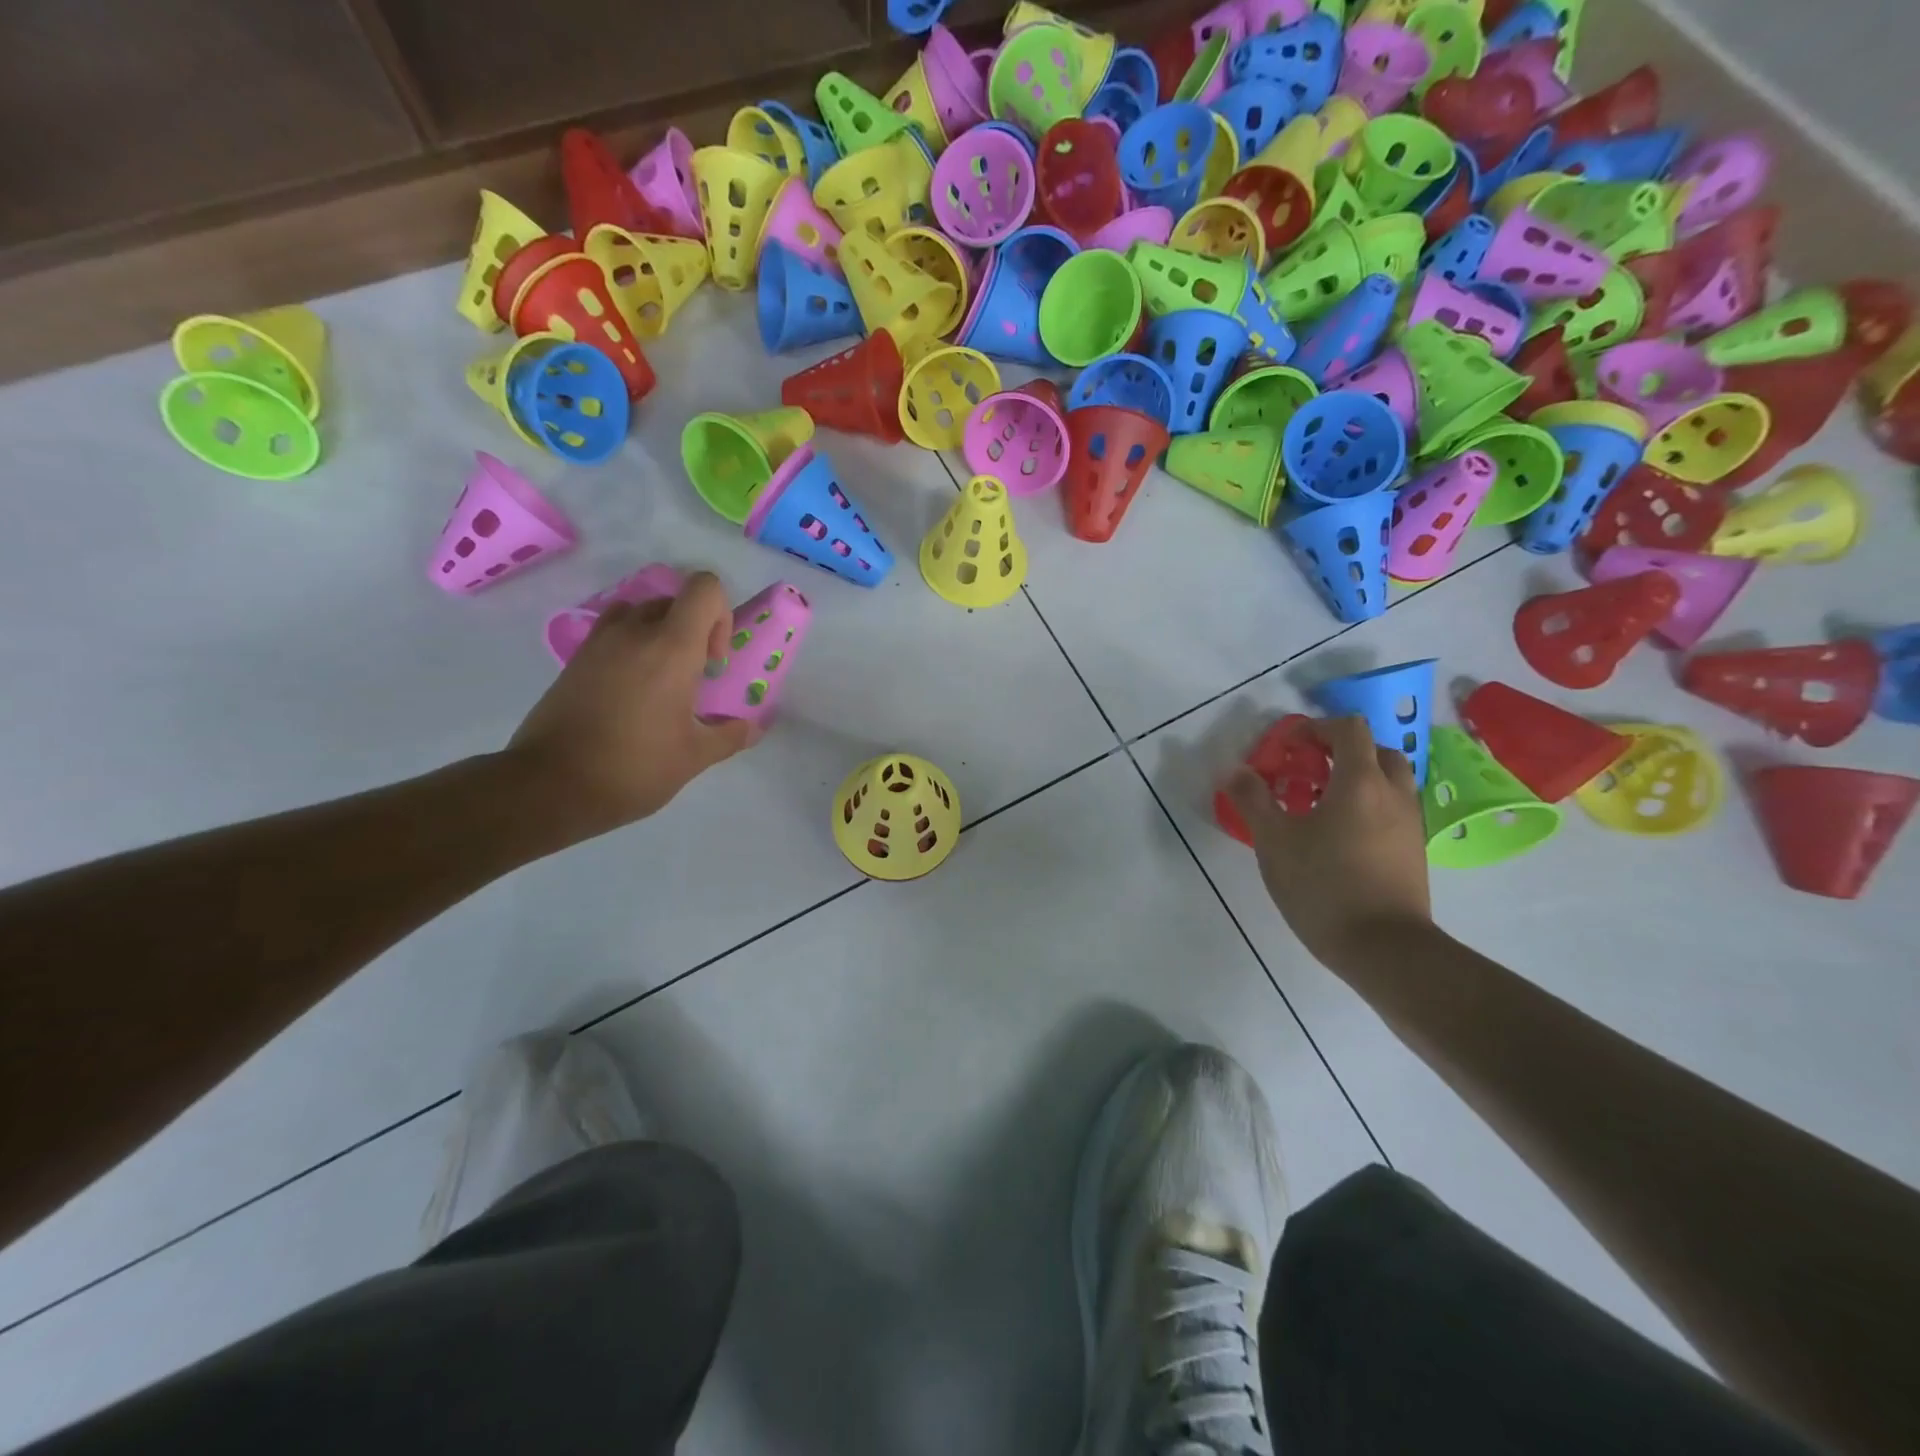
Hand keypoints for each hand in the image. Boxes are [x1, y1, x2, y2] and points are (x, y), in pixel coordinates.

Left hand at [506, 572, 759, 839]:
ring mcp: (598, 644)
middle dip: (693, 630)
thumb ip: (729, 736)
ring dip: (658, 635)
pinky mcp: (574, 661)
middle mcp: (634, 633)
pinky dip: (629, 649)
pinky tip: (631, 694)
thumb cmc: (634, 767)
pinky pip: (611, 634)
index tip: (714, 660)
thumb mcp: (694, 757)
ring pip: (639, 613)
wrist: (550, 786)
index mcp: (671, 648)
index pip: (704, 588)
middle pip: (674, 601)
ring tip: (661, 680)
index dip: (721, 615)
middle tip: (694, 677)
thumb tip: (751, 728)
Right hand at [1224, 715, 1431, 977]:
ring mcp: (1410, 824)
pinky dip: (1369, 807)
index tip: (1289, 748)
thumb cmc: (1323, 886)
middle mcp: (1393, 794)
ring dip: (1358, 780)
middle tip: (1309, 772)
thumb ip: (1253, 800)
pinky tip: (1339, 837)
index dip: (1316, 728)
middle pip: (1377, 750)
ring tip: (1321, 805)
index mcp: (1361, 782)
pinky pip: (1393, 811)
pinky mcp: (1413, 852)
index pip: (1349, 728)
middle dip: (1342, 752)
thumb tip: (1235, 770)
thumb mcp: (1274, 841)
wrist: (1383, 948)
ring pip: (1389, 782)